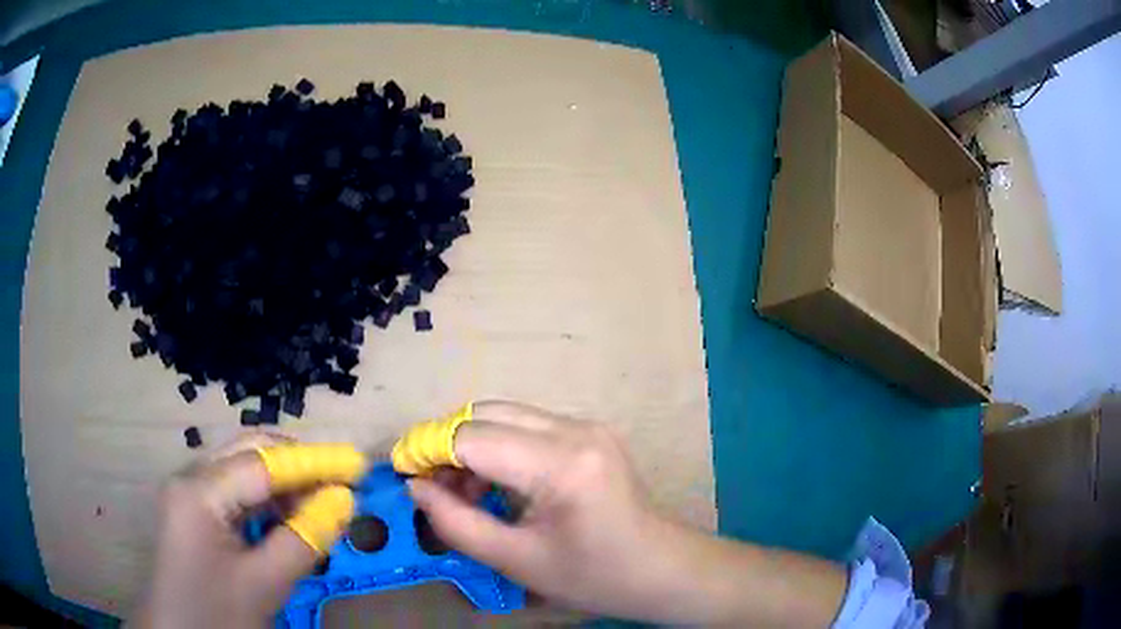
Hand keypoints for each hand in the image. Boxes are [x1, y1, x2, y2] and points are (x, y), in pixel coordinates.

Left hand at [131, 433, 364, 627]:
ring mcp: (188, 493)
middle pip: (248, 452)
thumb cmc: (217, 614)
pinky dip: (265, 502)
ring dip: (282, 485)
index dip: (312, 461)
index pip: (261, 462)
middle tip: (338, 488)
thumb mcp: (265, 583)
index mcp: (198, 492)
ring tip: (316, 509)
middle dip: (296, 466)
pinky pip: (234, 492)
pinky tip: (285, 522)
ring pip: (242, 469)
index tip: (356, 466)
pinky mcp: (193, 510)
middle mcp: (189, 478)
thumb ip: (304, 539)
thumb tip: (343, 501)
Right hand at [409, 401, 847, 625]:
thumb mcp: (516, 561)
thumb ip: (456, 522)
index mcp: (562, 464)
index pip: (473, 437)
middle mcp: (575, 429)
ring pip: (504, 415)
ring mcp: (586, 425)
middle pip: (486, 413)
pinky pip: (526, 426)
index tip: (400, 472)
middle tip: (429, 484)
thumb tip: (415, 487)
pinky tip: (492, 483)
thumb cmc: (594, 577)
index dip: (427, 450)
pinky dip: (497, 446)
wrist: (661, 570)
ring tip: (460, 490)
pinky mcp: (588, 432)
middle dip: (447, 443)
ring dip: (471, 444)